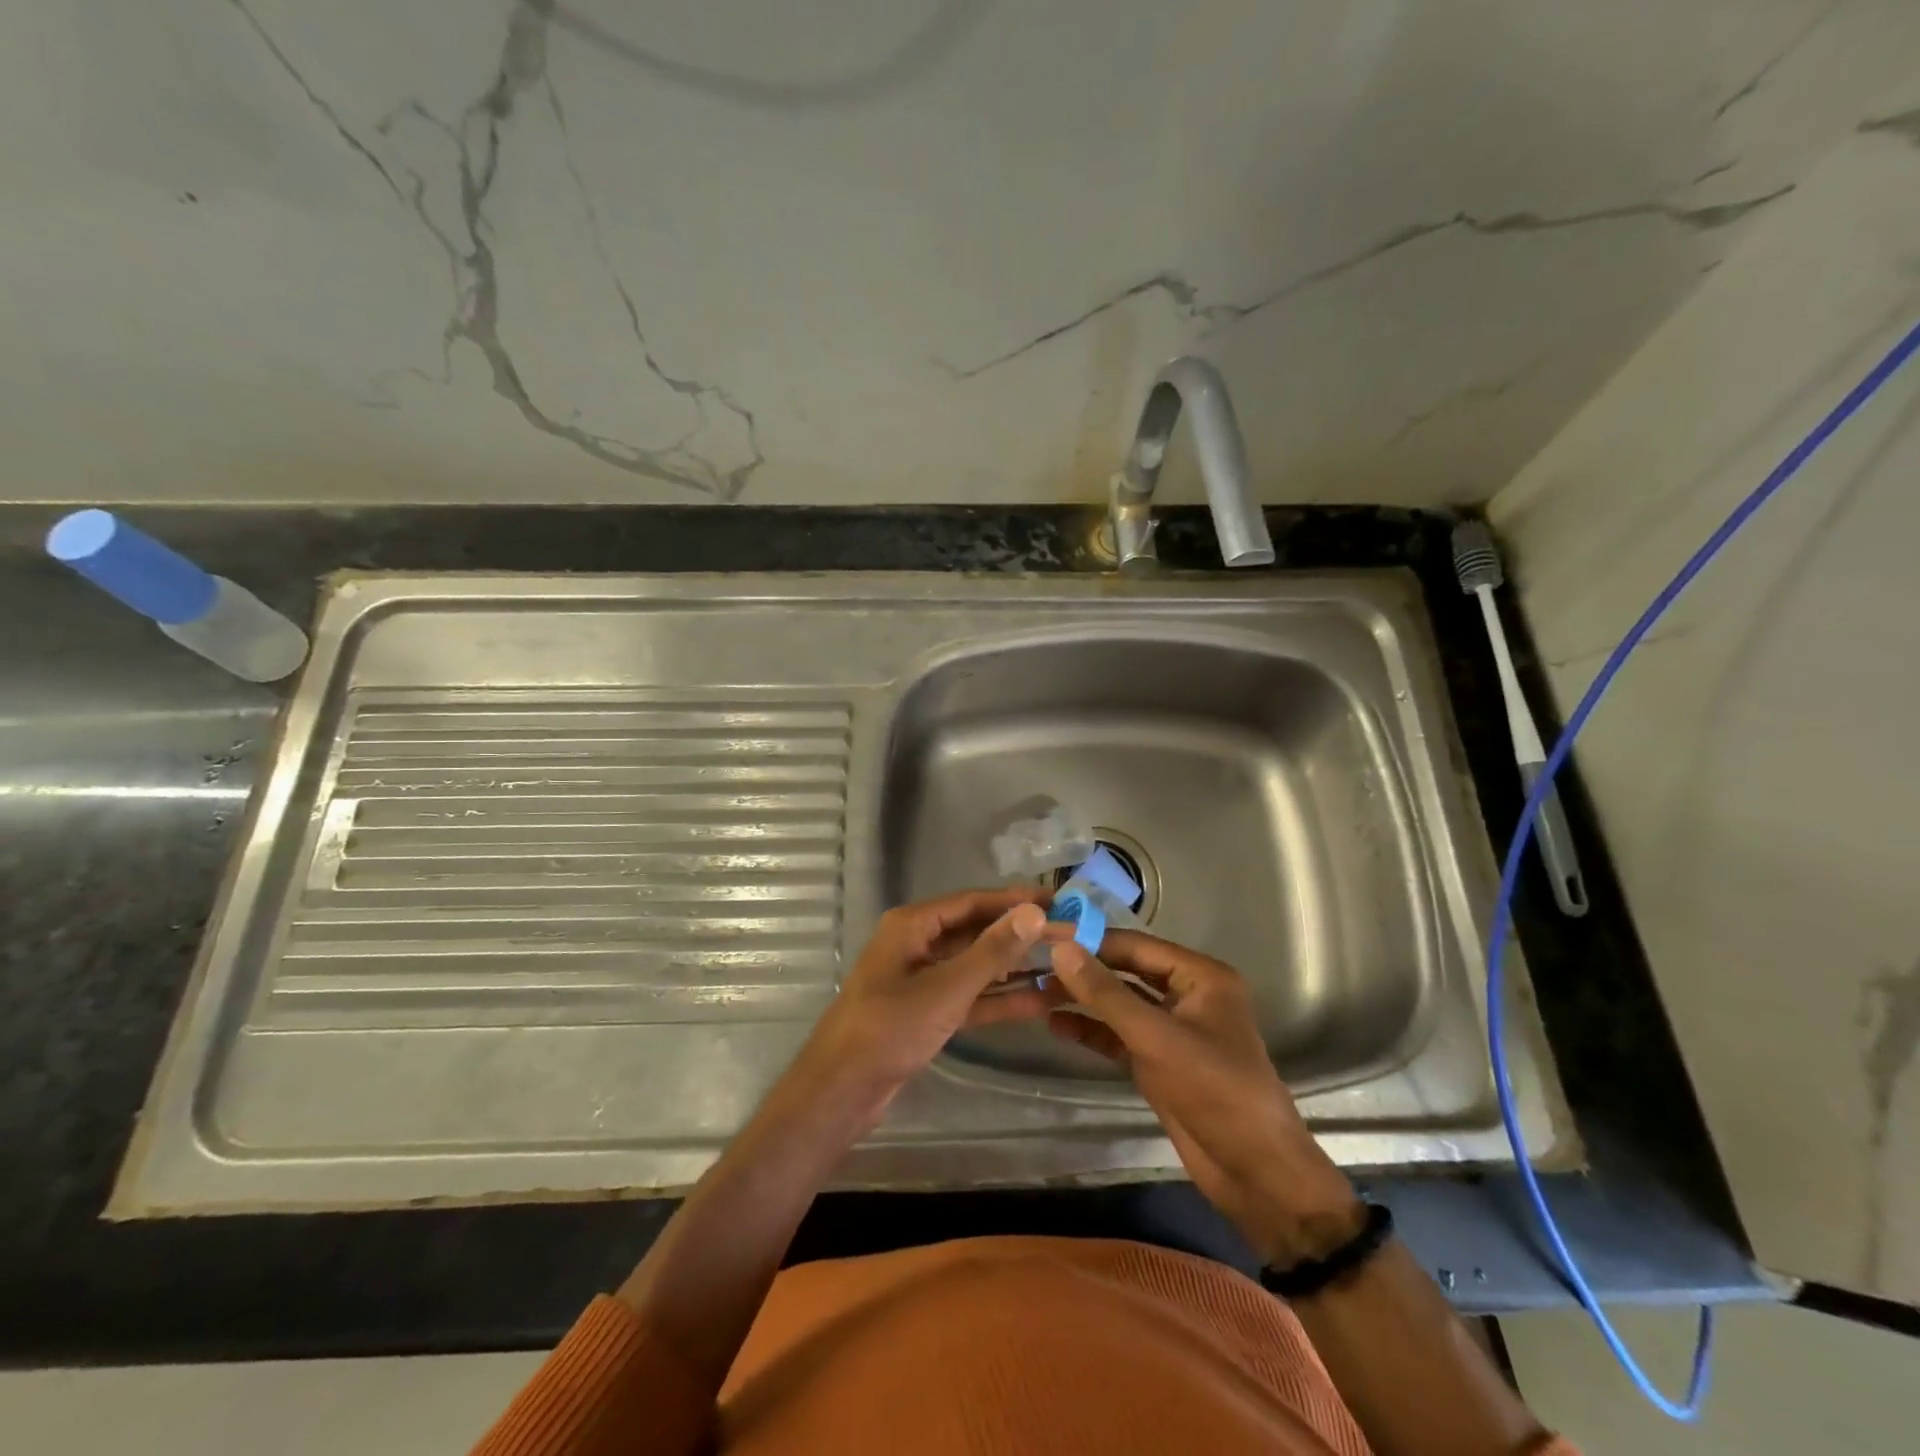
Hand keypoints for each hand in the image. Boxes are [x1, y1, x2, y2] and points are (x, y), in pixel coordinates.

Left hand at [785, 888, 1058, 1129]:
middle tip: (1068, 933)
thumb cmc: (889, 1029)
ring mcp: (921, 979)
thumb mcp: (947, 989)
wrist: (841, 1091)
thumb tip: (1034, 912)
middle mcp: (917, 943)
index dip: (1015, 899)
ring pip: (975, 965)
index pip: (973, 901)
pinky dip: (999, 999)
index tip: (1057, 900)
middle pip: (976, 931)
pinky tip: (1039, 1002)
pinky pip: (969, 996)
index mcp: (913, 925)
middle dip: (1019, 935)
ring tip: (1062, 964)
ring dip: (1014, 967)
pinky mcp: (926, 1011)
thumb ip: (992, 951)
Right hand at [1048, 932, 1363, 1264]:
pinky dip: (1091, 1030)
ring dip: (1082, 1000)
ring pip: (1119, 1004)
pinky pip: (1119, 1036)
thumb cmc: (1215, 1091)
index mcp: (1200, 976)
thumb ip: (1106, 993)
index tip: (1044, 936)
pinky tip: (1055, 1025)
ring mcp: (1171, 1030)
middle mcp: (1186, 995)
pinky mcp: (1159, 1062)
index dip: (1090, 939)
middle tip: (1033, 965)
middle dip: (1082, 971)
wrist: (1255, 1174)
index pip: (1135, 945)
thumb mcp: (1156, 1037)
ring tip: (1034, 994)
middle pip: (1125, 971)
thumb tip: (1060, 949)